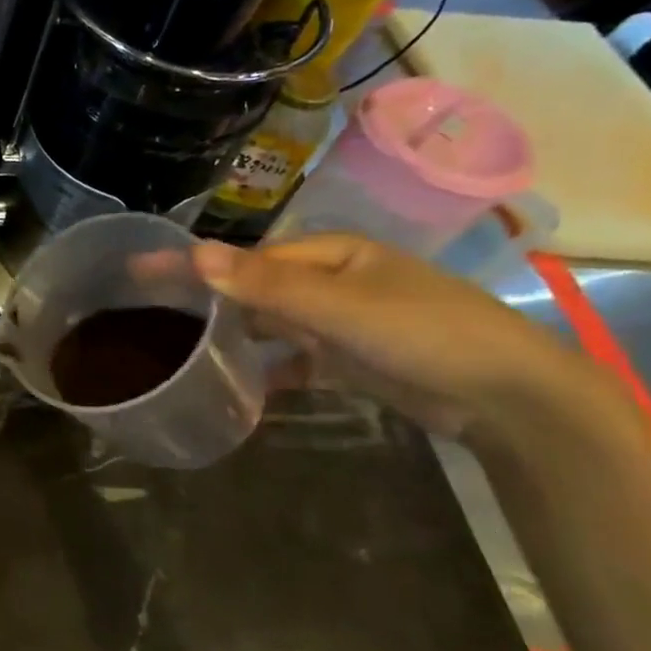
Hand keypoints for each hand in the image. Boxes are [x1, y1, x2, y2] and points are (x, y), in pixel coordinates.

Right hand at [184, 235, 595, 437]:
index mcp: (329, 253)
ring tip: (180, 353)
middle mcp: (330, 282)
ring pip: (270, 326)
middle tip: (148, 316)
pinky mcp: (348, 361)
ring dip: (233, 339)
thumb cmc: (424, 332)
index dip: (195, 267)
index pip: (245, 257)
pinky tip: (236, 390)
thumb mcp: (339, 305)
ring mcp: (339, 323)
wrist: (509, 398)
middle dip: (207, 302)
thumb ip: (265, 283)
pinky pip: (292, 362)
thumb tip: (193, 252)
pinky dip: (267, 372)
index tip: (141, 275)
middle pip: (254, 289)